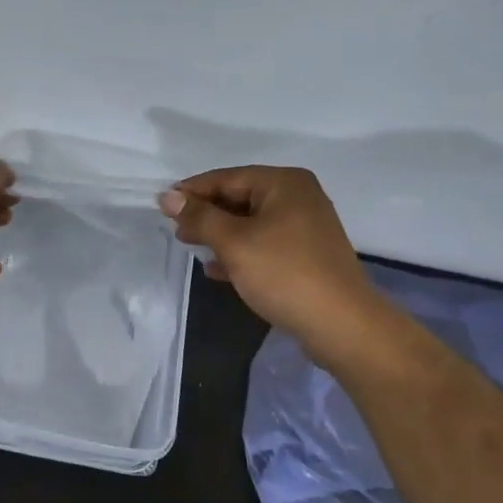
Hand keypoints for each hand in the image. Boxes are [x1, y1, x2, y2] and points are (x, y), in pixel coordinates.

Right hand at [159, 166, 377, 361]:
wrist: (341, 325)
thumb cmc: (284, 274)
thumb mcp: (234, 242)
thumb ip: (199, 217)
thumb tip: (168, 196)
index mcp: (284, 183)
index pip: (227, 178)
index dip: (192, 191)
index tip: (162, 206)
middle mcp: (298, 197)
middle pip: (240, 197)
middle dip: (206, 214)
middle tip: (176, 231)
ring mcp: (306, 226)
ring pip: (251, 222)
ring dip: (220, 234)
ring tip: (192, 248)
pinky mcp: (307, 254)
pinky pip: (264, 243)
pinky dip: (240, 251)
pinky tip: (218, 269)